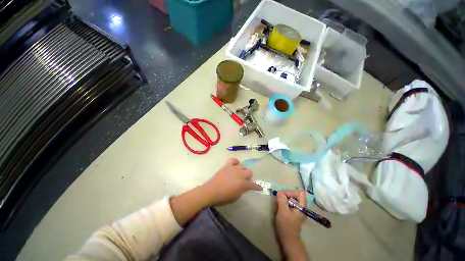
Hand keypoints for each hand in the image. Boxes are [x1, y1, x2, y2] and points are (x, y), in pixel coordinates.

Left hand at [202, 158, 261, 205]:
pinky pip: (233, 160)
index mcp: (243, 184)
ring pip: (243, 166)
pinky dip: (236, 162)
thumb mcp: (236, 196)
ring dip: (243, 170)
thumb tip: (246, 186)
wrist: (212, 190)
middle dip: (249, 176)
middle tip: (246, 180)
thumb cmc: (224, 196)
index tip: (259, 187)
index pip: (253, 185)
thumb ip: (243, 190)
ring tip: (240, 173)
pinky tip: (236, 165)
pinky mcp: (227, 165)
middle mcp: (240, 174)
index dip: (257, 187)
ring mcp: (234, 168)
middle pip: (249, 172)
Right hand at [275, 191, 306, 241]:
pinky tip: (280, 207)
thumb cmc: (286, 225)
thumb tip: (279, 192)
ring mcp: (298, 210)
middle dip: (287, 195)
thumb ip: (282, 200)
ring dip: (285, 199)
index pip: (299, 193)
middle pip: (296, 195)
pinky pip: (290, 204)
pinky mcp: (294, 213)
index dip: (291, 192)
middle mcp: (301, 207)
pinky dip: (285, 203)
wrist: (288, 239)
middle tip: (279, 198)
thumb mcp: (283, 211)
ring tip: (278, 202)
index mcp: (302, 206)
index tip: (283, 196)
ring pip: (292, 199)